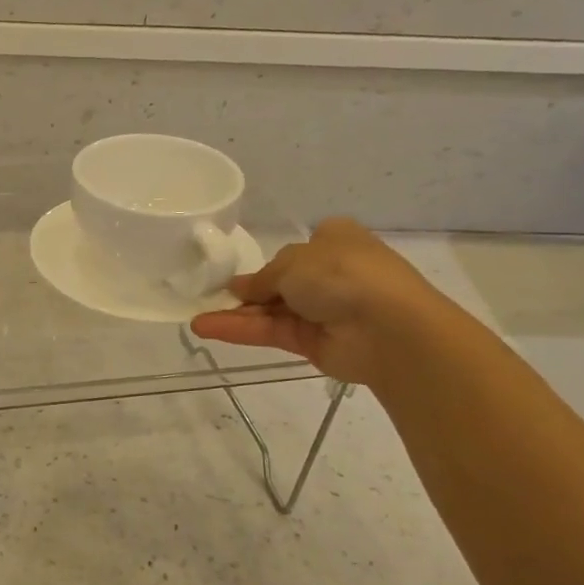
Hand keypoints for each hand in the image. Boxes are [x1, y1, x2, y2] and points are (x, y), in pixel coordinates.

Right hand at [189, 217, 450, 386]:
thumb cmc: (343, 274)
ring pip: (270, 310)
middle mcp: (330, 274)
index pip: (298, 250)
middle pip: (279, 283)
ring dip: (235, 313)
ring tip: (195, 318)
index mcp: (335, 241)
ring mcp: (322, 311)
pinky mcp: (312, 343)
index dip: (271, 260)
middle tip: (209, 295)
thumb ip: (262, 276)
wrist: (388, 327)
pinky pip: (271, 332)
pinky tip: (207, 327)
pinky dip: (240, 330)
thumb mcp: (292, 261)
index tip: (240, 270)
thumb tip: (240, 287)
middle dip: (247, 290)